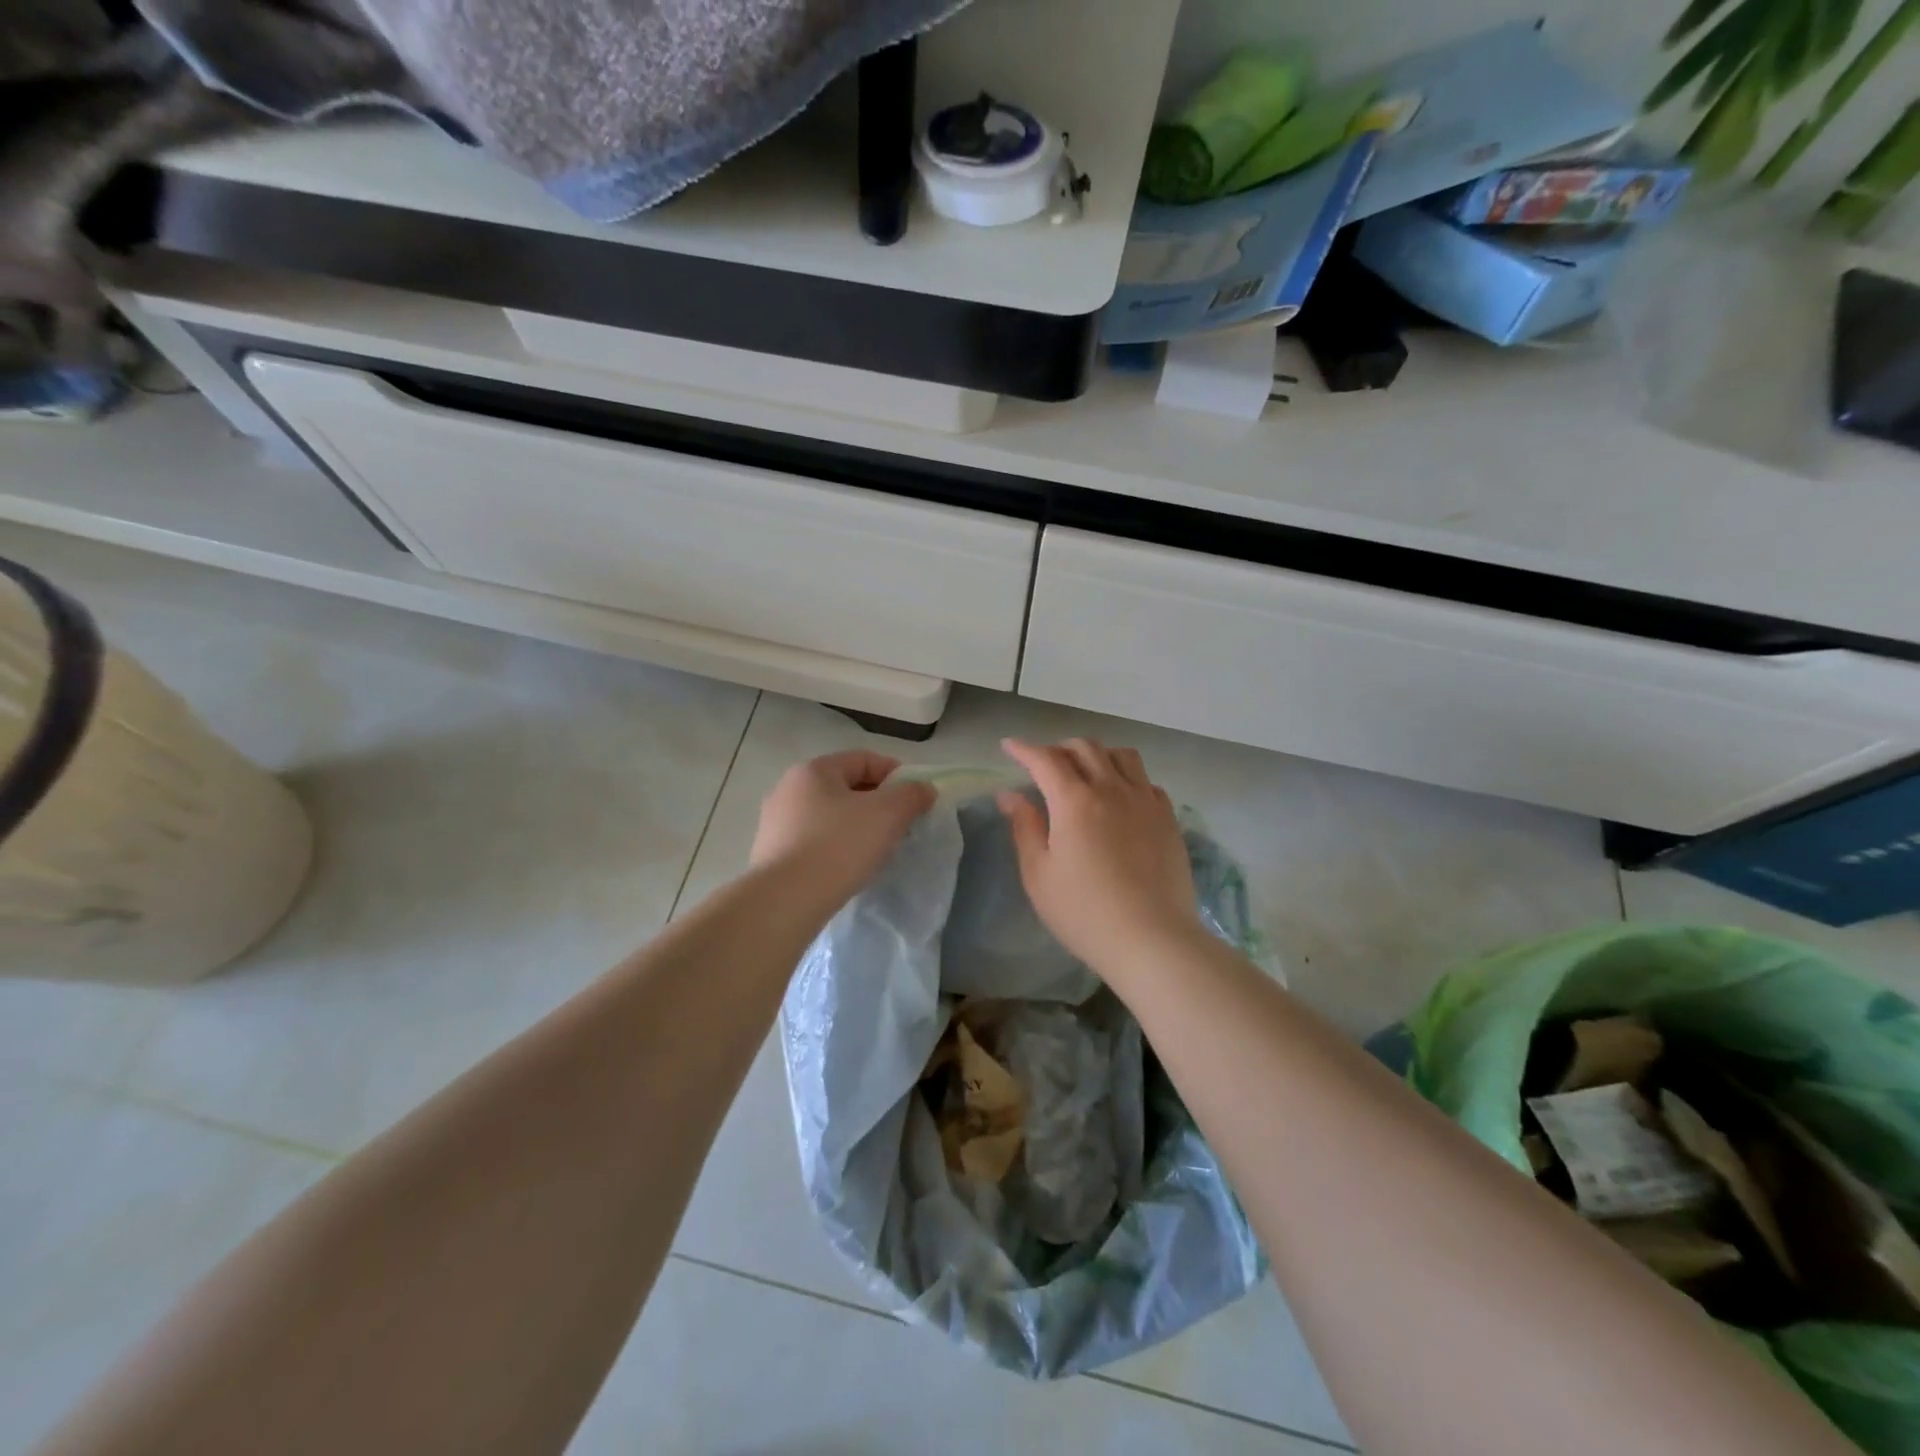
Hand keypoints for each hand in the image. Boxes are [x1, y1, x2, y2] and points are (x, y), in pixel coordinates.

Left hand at [750, 750, 935, 905]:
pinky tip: (849, 868)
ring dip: (857, 826)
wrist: (785, 901)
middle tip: (901, 825)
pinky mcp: (772, 855)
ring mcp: (775, 823)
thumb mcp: (887, 814)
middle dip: (878, 803)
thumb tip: (923, 789)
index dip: (896, 774)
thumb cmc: (839, 846)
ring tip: (878, 849)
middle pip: (845, 787)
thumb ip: (911, 795)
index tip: (916, 799)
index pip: (863, 759)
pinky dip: (836, 848)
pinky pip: (814, 842)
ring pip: (830, 816)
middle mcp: (788, 790)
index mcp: (813, 770)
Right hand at [997, 738, 1202, 979]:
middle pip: (1085, 748)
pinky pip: (1147, 781)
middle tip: (1045, 765)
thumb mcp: (1039, 874)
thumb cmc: (1084, 911)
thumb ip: (1025, 827)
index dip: (1024, 749)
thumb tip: (1009, 795)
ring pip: (1122, 756)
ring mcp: (1145, 801)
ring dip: (1098, 755)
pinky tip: (1122, 798)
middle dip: (1059, 748)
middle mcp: (1112, 789)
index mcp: (1074, 801)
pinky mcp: (1168, 819)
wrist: (1152, 939)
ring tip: (1086, 773)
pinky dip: (1128, 778)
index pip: (1045, 760)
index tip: (1009, 746)